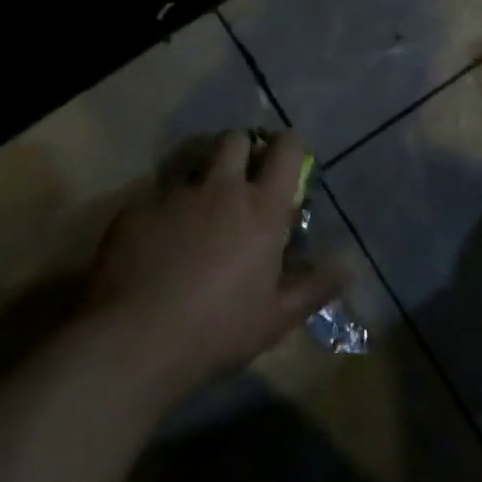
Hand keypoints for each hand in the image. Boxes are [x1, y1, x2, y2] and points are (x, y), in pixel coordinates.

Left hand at [86, 131, 345, 399]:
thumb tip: (349, 266)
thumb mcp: (276, 318)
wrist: (132, 342)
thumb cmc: (217, 330)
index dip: (288, 145)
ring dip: (203, 174)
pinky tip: (158, 241)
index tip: (287, 157)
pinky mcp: (136, 209)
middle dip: (242, 148)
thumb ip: (315, 287)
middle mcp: (220, 188)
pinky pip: (156, 194)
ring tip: (199, 205)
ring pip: (193, 161)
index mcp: (261, 207)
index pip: (285, 149)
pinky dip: (165, 208)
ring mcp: (174, 194)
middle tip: (242, 177)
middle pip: (235, 139)